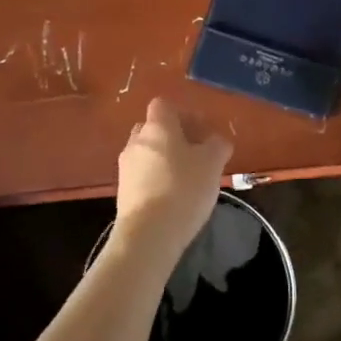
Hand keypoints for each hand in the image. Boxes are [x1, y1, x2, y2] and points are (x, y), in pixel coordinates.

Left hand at [113, 99, 232, 262]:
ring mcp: (125, 168)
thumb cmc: (184, 189)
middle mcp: (136, 141)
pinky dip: (156, 180)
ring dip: (165, 161)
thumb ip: (217, 145)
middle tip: (196, 155)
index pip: (164, 105)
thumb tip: (217, 140)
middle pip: (154, 129)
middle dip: (174, 138)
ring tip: (187, 180)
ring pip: (148, 154)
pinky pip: (142, 176)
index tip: (202, 132)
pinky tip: (173, 198)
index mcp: (157, 127)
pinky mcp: (122, 193)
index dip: (184, 114)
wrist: (148, 235)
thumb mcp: (212, 163)